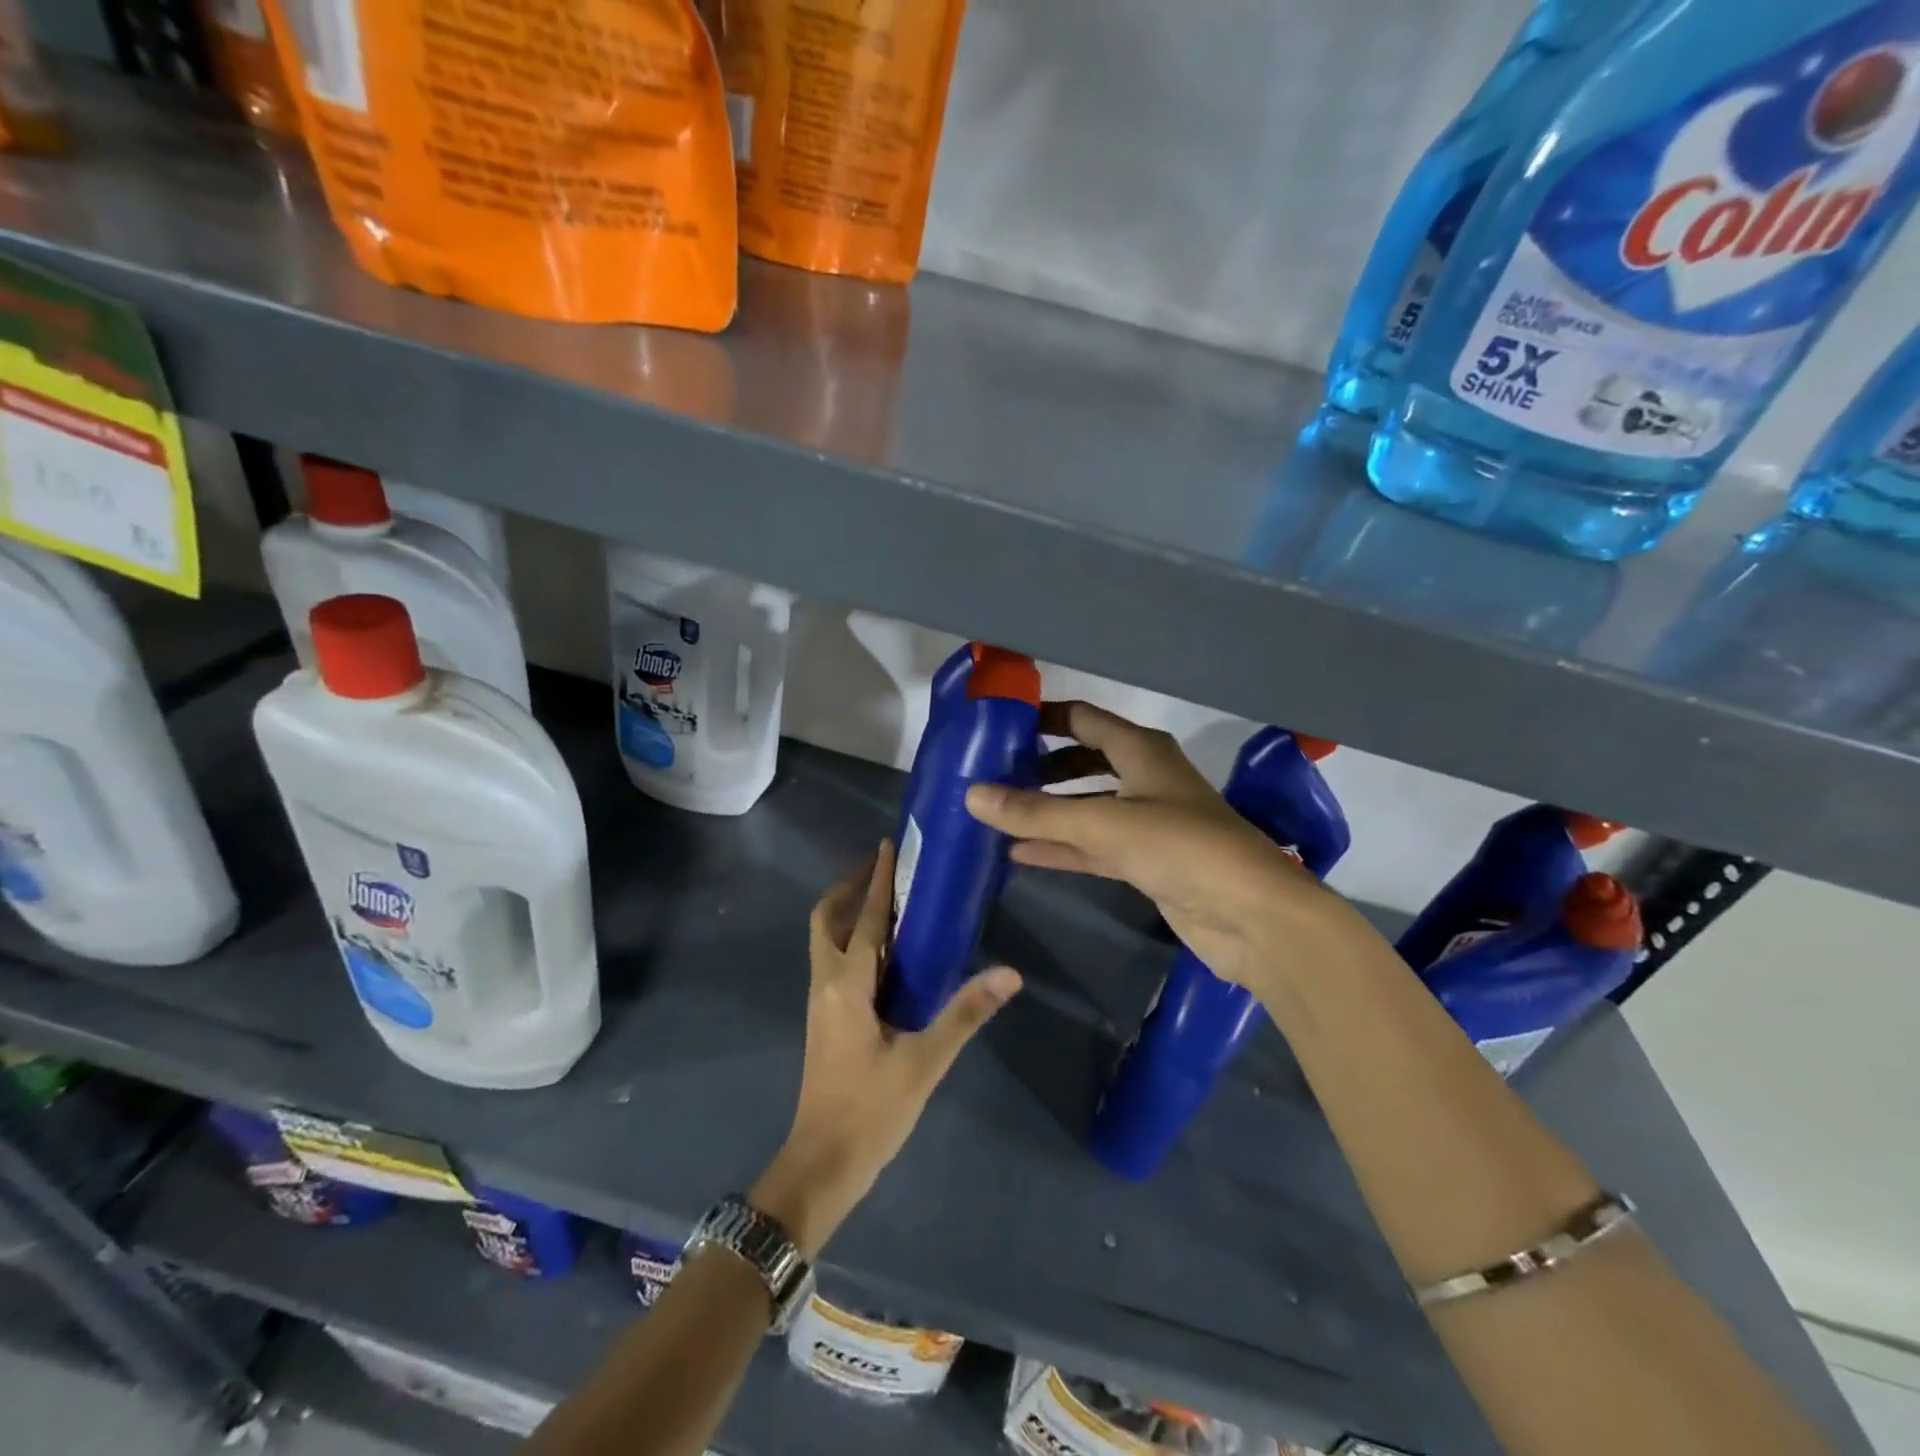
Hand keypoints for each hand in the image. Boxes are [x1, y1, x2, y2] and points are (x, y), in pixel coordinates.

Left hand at [752, 842, 1020, 1256]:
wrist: (823, 1163)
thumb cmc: (872, 1110)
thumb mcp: (925, 1061)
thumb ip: (965, 1013)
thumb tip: (1009, 973)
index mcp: (847, 984)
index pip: (864, 918)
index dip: (876, 880)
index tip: (888, 845)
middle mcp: (826, 982)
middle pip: (827, 919)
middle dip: (850, 888)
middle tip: (883, 869)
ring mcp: (821, 1002)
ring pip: (825, 939)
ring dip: (848, 911)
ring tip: (885, 899)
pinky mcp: (825, 1019)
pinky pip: (833, 960)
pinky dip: (851, 939)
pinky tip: (884, 951)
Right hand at [966, 702, 1350, 993]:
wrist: (1253, 916)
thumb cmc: (1182, 847)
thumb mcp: (1104, 824)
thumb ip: (1036, 813)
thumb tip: (971, 795)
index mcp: (1141, 750)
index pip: (1082, 719)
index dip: (1042, 718)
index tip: (997, 726)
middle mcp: (1144, 777)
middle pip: (1082, 761)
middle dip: (1039, 767)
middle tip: (990, 775)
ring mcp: (1146, 821)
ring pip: (1085, 807)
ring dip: (1046, 811)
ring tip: (995, 814)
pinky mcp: (1147, 861)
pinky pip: (1093, 846)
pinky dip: (1061, 847)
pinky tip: (1019, 854)